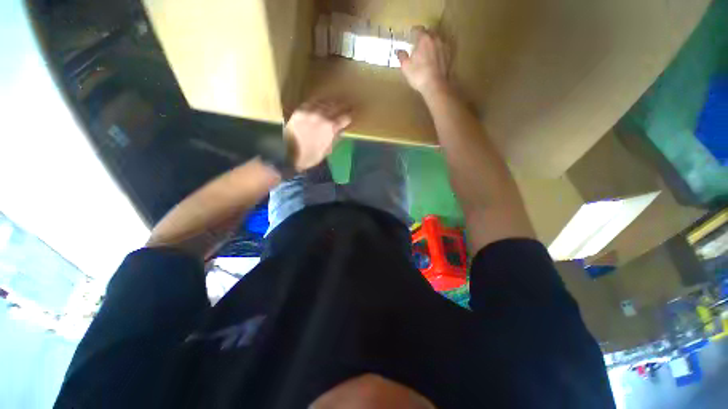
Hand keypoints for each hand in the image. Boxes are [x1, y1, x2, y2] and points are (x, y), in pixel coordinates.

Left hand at [285, 99, 351, 171]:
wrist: (287, 154)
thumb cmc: (309, 156)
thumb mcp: (326, 151)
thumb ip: (334, 139)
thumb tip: (340, 131)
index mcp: (330, 128)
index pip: (344, 118)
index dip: (349, 116)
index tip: (352, 114)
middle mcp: (322, 117)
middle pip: (335, 106)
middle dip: (343, 105)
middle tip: (347, 104)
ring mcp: (310, 112)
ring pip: (324, 102)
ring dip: (331, 101)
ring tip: (335, 101)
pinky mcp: (300, 110)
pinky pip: (311, 102)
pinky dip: (318, 102)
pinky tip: (320, 102)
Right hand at [397, 27, 449, 95]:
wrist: (435, 85)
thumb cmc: (419, 75)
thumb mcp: (406, 67)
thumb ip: (402, 56)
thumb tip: (399, 50)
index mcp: (424, 39)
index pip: (418, 29)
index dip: (413, 31)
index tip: (410, 35)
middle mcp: (435, 39)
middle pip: (429, 32)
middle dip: (423, 35)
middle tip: (418, 42)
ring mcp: (443, 47)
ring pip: (436, 40)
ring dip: (431, 42)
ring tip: (426, 49)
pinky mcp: (448, 56)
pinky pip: (442, 49)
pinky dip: (437, 50)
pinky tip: (434, 57)